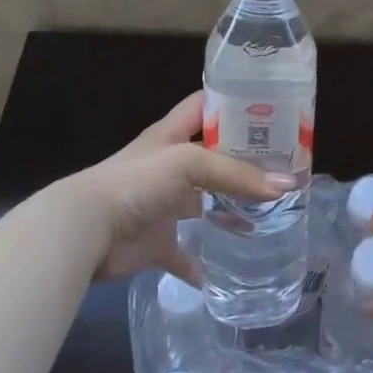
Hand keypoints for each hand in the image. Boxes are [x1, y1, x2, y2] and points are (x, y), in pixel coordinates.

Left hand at [60, 91, 291, 284]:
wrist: (86, 231)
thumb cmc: (137, 182)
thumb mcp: (189, 164)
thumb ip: (236, 174)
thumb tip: (286, 185)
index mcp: (172, 135)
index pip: (206, 105)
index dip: (234, 102)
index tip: (271, 106)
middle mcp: (169, 166)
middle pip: (213, 156)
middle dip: (244, 160)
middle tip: (285, 165)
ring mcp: (163, 205)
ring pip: (203, 203)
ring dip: (229, 208)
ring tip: (268, 213)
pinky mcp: (156, 243)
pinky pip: (184, 255)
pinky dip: (201, 264)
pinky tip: (225, 270)